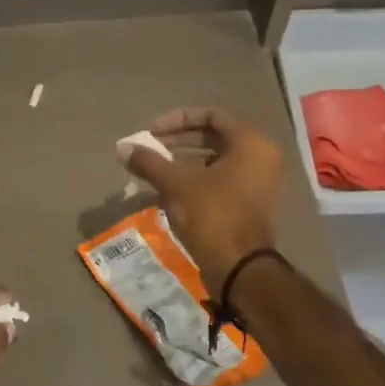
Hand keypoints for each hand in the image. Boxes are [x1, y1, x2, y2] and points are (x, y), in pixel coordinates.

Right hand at [120, 107, 283, 283]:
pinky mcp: (249, 206)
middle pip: (214, 138)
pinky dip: (195, 182)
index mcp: (251, 143)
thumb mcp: (176, 184)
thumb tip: (123, 148)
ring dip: (183, 163)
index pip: (211, 116)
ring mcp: (258, 184)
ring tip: (155, 171)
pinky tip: (167, 193)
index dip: (177, 120)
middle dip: (178, 142)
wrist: (239, 269)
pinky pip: (220, 182)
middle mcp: (261, 158)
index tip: (152, 133)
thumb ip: (149, 162)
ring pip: (215, 162)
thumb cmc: (212, 215)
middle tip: (150, 150)